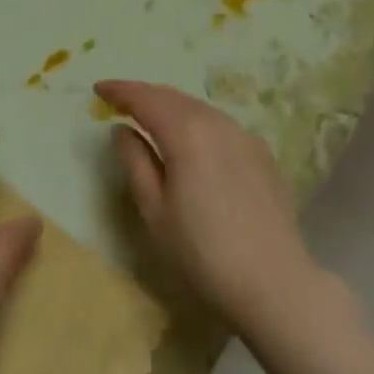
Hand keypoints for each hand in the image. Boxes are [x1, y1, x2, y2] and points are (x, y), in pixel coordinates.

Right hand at [99, 80, 317, 333]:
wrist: (275, 284)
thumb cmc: (202, 252)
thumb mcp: (154, 210)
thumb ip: (134, 161)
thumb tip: (123, 130)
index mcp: (186, 132)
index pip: (145, 98)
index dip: (119, 91)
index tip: (98, 88)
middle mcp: (217, 122)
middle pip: (173, 97)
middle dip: (144, 95)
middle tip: (121, 101)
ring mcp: (244, 136)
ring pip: (199, 108)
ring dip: (171, 107)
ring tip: (152, 118)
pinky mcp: (262, 154)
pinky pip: (220, 125)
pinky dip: (197, 122)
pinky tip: (192, 140)